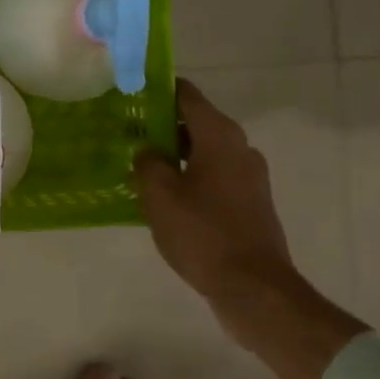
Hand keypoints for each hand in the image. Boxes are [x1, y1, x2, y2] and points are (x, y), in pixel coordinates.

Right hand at [133, 79, 366, 378]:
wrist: (254, 288)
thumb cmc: (203, 234)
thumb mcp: (160, 196)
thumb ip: (147, 164)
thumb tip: (148, 152)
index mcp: (219, 136)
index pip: (186, 95)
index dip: (158, 90)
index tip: (130, 93)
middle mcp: (240, 148)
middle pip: (195, 122)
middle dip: (161, 125)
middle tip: (125, 133)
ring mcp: (249, 177)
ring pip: (204, 152)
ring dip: (174, 155)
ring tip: (139, 166)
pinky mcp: (250, 203)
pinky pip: (213, 177)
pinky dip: (190, 177)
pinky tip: (164, 197)